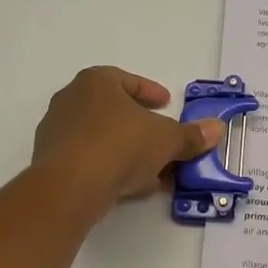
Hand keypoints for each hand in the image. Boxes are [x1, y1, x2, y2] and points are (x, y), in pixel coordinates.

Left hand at [32, 67, 225, 210]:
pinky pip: (88, 160)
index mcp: (96, 82)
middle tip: (163, 140)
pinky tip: (130, 187)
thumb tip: (216, 129)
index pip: (127, 80)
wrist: (70, 187)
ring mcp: (56, 132)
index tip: (166, 105)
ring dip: (127, 152)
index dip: (150, 92)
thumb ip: (190, 135)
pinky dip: (110, 169)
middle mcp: (71, 100)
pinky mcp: (50, 163)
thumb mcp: (166, 140)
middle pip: (114, 110)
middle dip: (141, 127)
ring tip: (153, 172)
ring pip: (101, 138)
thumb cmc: (121, 145)